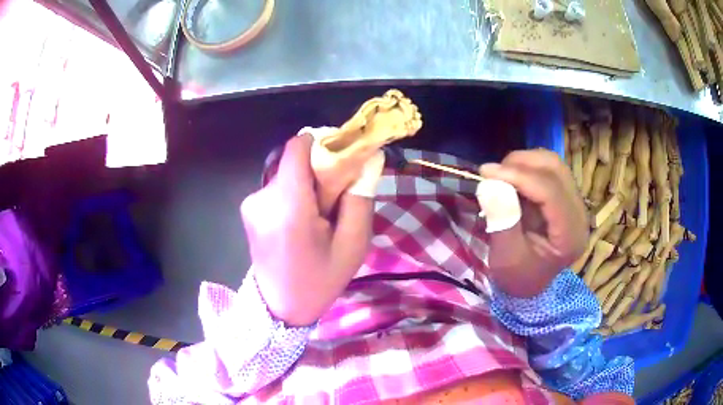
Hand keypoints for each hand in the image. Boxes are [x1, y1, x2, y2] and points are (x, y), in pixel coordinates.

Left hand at [240, 135, 373, 325]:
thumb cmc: (320, 280)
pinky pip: (277, 188)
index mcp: (289, 207)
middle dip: (318, 170)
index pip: (297, 147)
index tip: (341, 156)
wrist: (280, 308)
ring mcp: (251, 204)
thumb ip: (359, 197)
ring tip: (317, 216)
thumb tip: (364, 160)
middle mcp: (263, 198)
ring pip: (287, 174)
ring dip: (306, 185)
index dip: (322, 143)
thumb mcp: (353, 245)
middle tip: (335, 198)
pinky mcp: (248, 209)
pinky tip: (300, 223)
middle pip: (294, 161)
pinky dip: (293, 195)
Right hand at [480, 149, 587, 296]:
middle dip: (520, 164)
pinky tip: (513, 180)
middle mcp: (579, 213)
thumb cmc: (518, 276)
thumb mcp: (506, 258)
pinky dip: (527, 167)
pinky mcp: (566, 195)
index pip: (550, 191)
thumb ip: (502, 222)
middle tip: (491, 175)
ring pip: (552, 163)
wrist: (530, 283)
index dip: (519, 176)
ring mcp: (575, 202)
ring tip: (501, 177)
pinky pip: (548, 169)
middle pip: (555, 169)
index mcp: (570, 235)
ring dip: (523, 163)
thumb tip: (490, 184)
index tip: (486, 172)